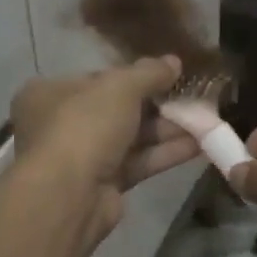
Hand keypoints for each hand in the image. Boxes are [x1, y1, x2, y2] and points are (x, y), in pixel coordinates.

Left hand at [10, 60, 200, 242]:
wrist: (69, 196)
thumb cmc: (85, 125)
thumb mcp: (120, 87)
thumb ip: (149, 72)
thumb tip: (174, 61)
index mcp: (51, 93)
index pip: (98, 79)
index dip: (134, 75)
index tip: (166, 74)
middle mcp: (61, 123)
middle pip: (117, 109)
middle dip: (158, 104)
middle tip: (194, 97)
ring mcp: (82, 157)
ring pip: (131, 137)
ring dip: (167, 129)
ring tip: (206, 120)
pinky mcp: (103, 185)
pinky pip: (138, 162)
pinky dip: (165, 153)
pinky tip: (199, 145)